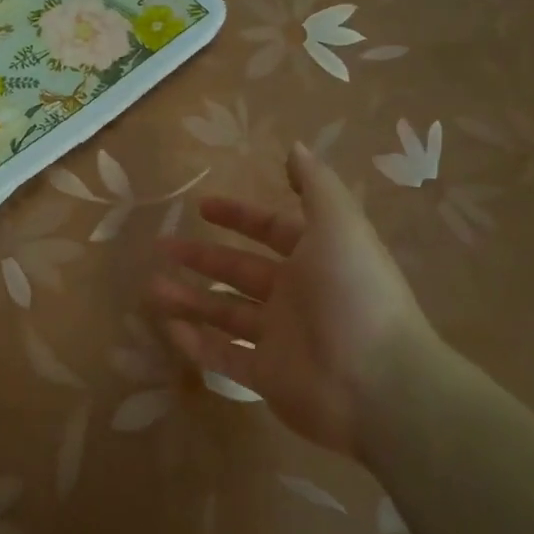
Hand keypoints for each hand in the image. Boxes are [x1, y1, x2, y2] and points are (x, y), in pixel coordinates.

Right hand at [153, 142, 435, 454]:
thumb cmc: (355, 295)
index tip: (201, 206)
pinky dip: (197, 344)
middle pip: (240, 271)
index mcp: (316, 258)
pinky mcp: (268, 378)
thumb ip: (315, 186)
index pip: (271, 231)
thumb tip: (295, 148)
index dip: (239, 216)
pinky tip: (168, 328)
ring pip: (225, 314)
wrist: (381, 386)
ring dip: (190, 300)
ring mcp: (281, 339)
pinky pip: (224, 357)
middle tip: (161, 246)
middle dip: (201, 256)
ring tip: (152, 290)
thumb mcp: (340, 226)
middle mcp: (297, 296)